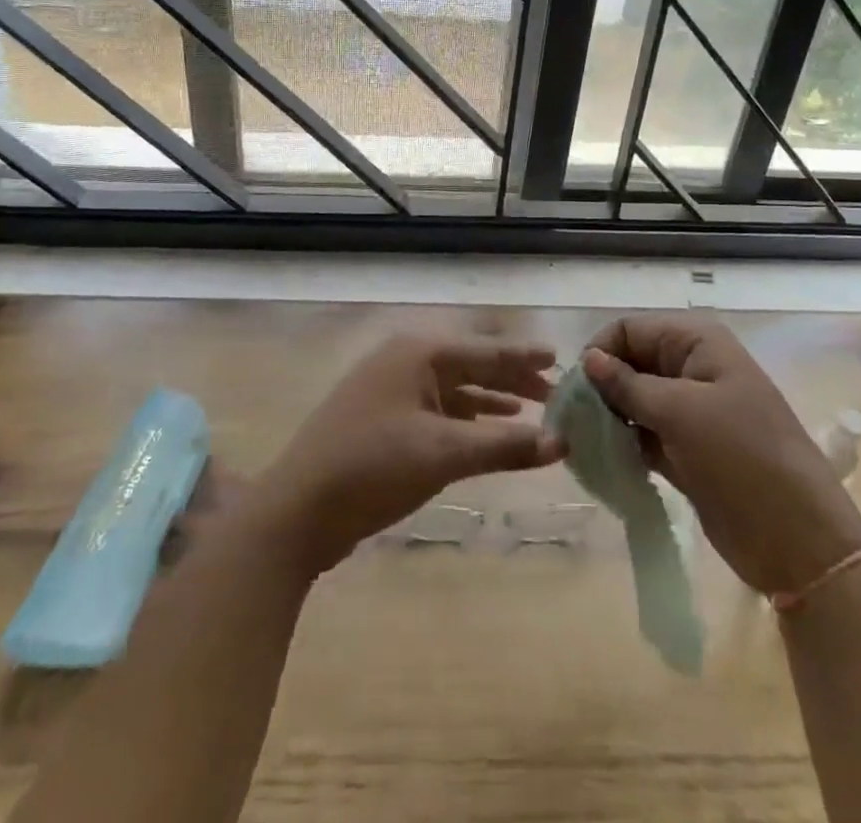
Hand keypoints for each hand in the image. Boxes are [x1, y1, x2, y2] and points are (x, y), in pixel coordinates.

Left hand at [249, 331, 564, 575]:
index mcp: (419, 353)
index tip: (561, 358)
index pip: (486, 350)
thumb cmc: (374, 467)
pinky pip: (437, 408)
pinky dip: (466, 418)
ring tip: (530, 411)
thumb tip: (562, 442)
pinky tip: (486, 431)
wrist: (298, 509)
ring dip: (491, 400)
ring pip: (454, 387)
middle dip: (512, 380)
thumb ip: (504, 445)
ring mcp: (391, 388)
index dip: (524, 357)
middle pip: (471, 364)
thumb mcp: (444, 454)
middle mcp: (406, 360)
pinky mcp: (383, 418)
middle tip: (555, 394)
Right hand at [581, 315, 860, 595]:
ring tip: (581, 443)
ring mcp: (690, 410)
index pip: (629, 329)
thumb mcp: (680, 412)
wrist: (798, 540)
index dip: (600, 352)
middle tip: (570, 421)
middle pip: (628, 362)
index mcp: (696, 342)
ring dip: (607, 418)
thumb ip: (627, 385)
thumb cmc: (741, 457)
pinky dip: (623, 444)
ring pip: (633, 401)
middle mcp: (691, 367)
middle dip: (599, 387)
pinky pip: (643, 434)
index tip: (574, 390)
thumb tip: (587, 360)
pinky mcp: (686, 449)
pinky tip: (601, 460)